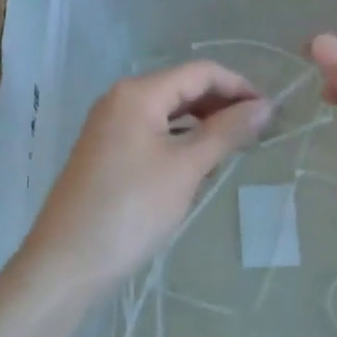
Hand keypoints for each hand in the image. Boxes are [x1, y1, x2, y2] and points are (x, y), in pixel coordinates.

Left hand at [23, 61, 270, 293]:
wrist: (66, 264)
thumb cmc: (131, 209)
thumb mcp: (186, 168)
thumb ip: (226, 132)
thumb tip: (265, 106)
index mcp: (138, 93)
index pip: (200, 72)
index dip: (238, 86)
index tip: (271, 113)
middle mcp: (120, 99)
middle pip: (182, 88)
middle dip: (221, 105)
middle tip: (258, 133)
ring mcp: (110, 126)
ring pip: (168, 112)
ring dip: (202, 124)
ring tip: (234, 150)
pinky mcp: (106, 152)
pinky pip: (152, 133)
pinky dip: (180, 141)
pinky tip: (198, 166)